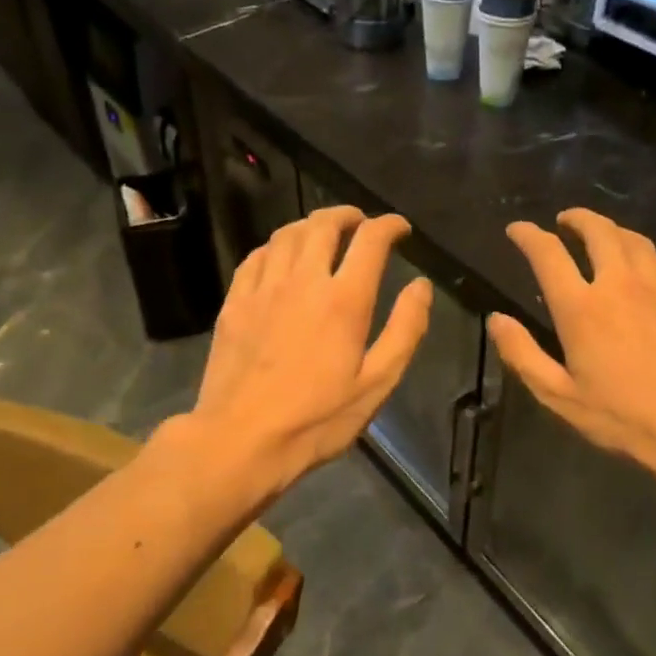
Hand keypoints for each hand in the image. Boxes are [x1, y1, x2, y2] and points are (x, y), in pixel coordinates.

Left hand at [188, 206, 431, 492]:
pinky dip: (276, 246)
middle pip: (324, 225)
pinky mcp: (234, 303)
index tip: (400, 229)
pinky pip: (256, 257)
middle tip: (361, 223)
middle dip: (348, 215)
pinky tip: (282, 258)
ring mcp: (263, 289)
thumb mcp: (377, 384)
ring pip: (286, 234)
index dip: (389, 226)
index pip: (370, 240)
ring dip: (311, 225)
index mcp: (344, 300)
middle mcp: (303, 281)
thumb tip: (421, 286)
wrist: (240, 441)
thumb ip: (405, 330)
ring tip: (324, 234)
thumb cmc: (317, 420)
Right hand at [487, 209, 655, 488]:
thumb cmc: (623, 417)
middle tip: (563, 221)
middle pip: (597, 230)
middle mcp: (619, 284)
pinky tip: (640, 264)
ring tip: (599, 235)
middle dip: (575, 218)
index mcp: (582, 308)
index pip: (548, 253)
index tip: (517, 230)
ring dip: (609, 229)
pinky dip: (640, 251)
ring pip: (632, 238)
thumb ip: (522, 355)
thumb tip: (496, 320)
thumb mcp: (559, 397)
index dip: (528, 235)